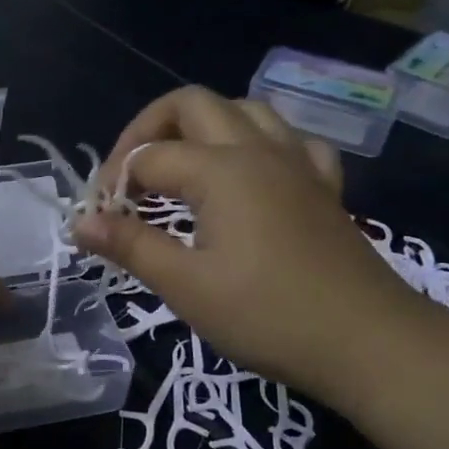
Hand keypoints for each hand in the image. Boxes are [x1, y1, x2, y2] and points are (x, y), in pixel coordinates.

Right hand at [73, 85, 448, 448]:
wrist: (369, 343)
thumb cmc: (268, 315)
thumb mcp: (185, 285)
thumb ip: (130, 245)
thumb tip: (80, 222)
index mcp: (220, 170)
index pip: (147, 158)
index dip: (112, 185)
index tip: (99, 222)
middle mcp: (257, 150)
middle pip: (192, 104)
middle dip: (148, 128)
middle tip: (129, 175)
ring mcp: (297, 164)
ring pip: (245, 110)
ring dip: (203, 126)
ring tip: (181, 167)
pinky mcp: (323, 187)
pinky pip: (291, 141)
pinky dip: (261, 145)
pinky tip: (253, 175)